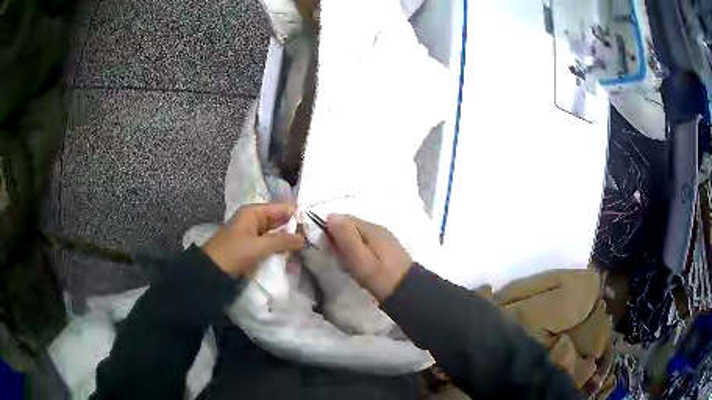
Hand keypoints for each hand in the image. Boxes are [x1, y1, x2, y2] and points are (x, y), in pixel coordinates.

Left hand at [203, 203, 304, 276]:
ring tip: (305, 250)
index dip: (297, 216)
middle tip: (312, 241)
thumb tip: (304, 238)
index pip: (281, 208)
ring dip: (288, 242)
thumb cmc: (233, 253)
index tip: (313, 227)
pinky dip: (279, 250)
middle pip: (279, 221)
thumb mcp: (258, 247)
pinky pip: (270, 245)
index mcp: (253, 212)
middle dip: (294, 230)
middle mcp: (254, 219)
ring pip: (276, 234)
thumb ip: (282, 241)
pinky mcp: (252, 247)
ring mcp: (252, 234)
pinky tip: (291, 257)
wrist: (211, 271)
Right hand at [326, 214, 411, 300]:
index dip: (331, 231)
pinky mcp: (386, 250)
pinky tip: (360, 269)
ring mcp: (383, 239)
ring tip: (349, 268)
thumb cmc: (381, 277)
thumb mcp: (360, 259)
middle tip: (341, 261)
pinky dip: (357, 255)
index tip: (329, 249)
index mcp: (371, 228)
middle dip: (340, 242)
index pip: (343, 219)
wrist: (409, 291)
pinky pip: (365, 246)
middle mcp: (377, 229)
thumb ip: (346, 237)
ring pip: (356, 238)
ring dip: (348, 251)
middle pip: (350, 228)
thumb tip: (331, 215)